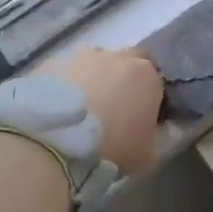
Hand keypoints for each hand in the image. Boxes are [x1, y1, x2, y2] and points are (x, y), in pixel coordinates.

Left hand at [43, 47, 164, 175]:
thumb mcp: (148, 155)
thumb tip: (154, 131)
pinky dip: (68, 85)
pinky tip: (60, 108)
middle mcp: (118, 56)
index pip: (157, 79)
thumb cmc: (112, 146)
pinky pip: (68, 71)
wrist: (57, 138)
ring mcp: (84, 56)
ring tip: (84, 108)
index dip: (150, 96)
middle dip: (126, 78)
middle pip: (129, 60)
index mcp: (147, 75)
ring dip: (95, 78)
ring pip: (97, 62)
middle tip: (116, 107)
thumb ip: (157, 138)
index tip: (142, 116)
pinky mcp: (55, 62)